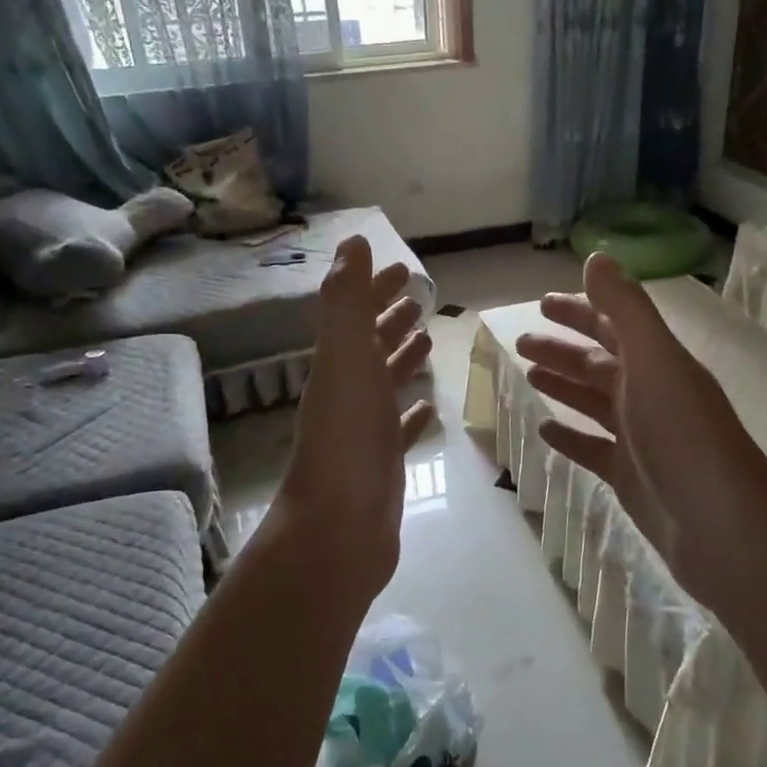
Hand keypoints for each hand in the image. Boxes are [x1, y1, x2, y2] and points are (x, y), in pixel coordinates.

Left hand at [264, 236, 435, 594]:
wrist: (341, 525)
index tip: (405, 268)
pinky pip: (399, 426)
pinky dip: (411, 410)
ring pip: (385, 382)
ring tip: (427, 339)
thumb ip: (347, 299)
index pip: (357, 313)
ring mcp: (365, 428)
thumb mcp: (345, 356)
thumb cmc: (348, 435)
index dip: (376, 288)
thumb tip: (353, 241)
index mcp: (339, 363)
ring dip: (402, 357)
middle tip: (422, 298)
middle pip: (370, 344)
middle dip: (391, 317)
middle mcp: (349, 391)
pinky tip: (427, 405)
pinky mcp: (384, 461)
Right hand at [515, 254, 766, 613]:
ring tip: (527, 375)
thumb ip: (625, 309)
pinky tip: (544, 430)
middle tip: (520, 341)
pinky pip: (592, 448)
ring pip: (593, 401)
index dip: (580, 310)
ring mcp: (640, 437)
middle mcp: (650, 394)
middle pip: (598, 362)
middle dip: (562, 349)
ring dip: (562, 385)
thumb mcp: (655, 362)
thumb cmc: (684, 437)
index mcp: (658, 363)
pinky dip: (570, 436)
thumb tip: (596, 256)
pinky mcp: (630, 476)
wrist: (721, 528)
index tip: (542, 302)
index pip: (613, 324)